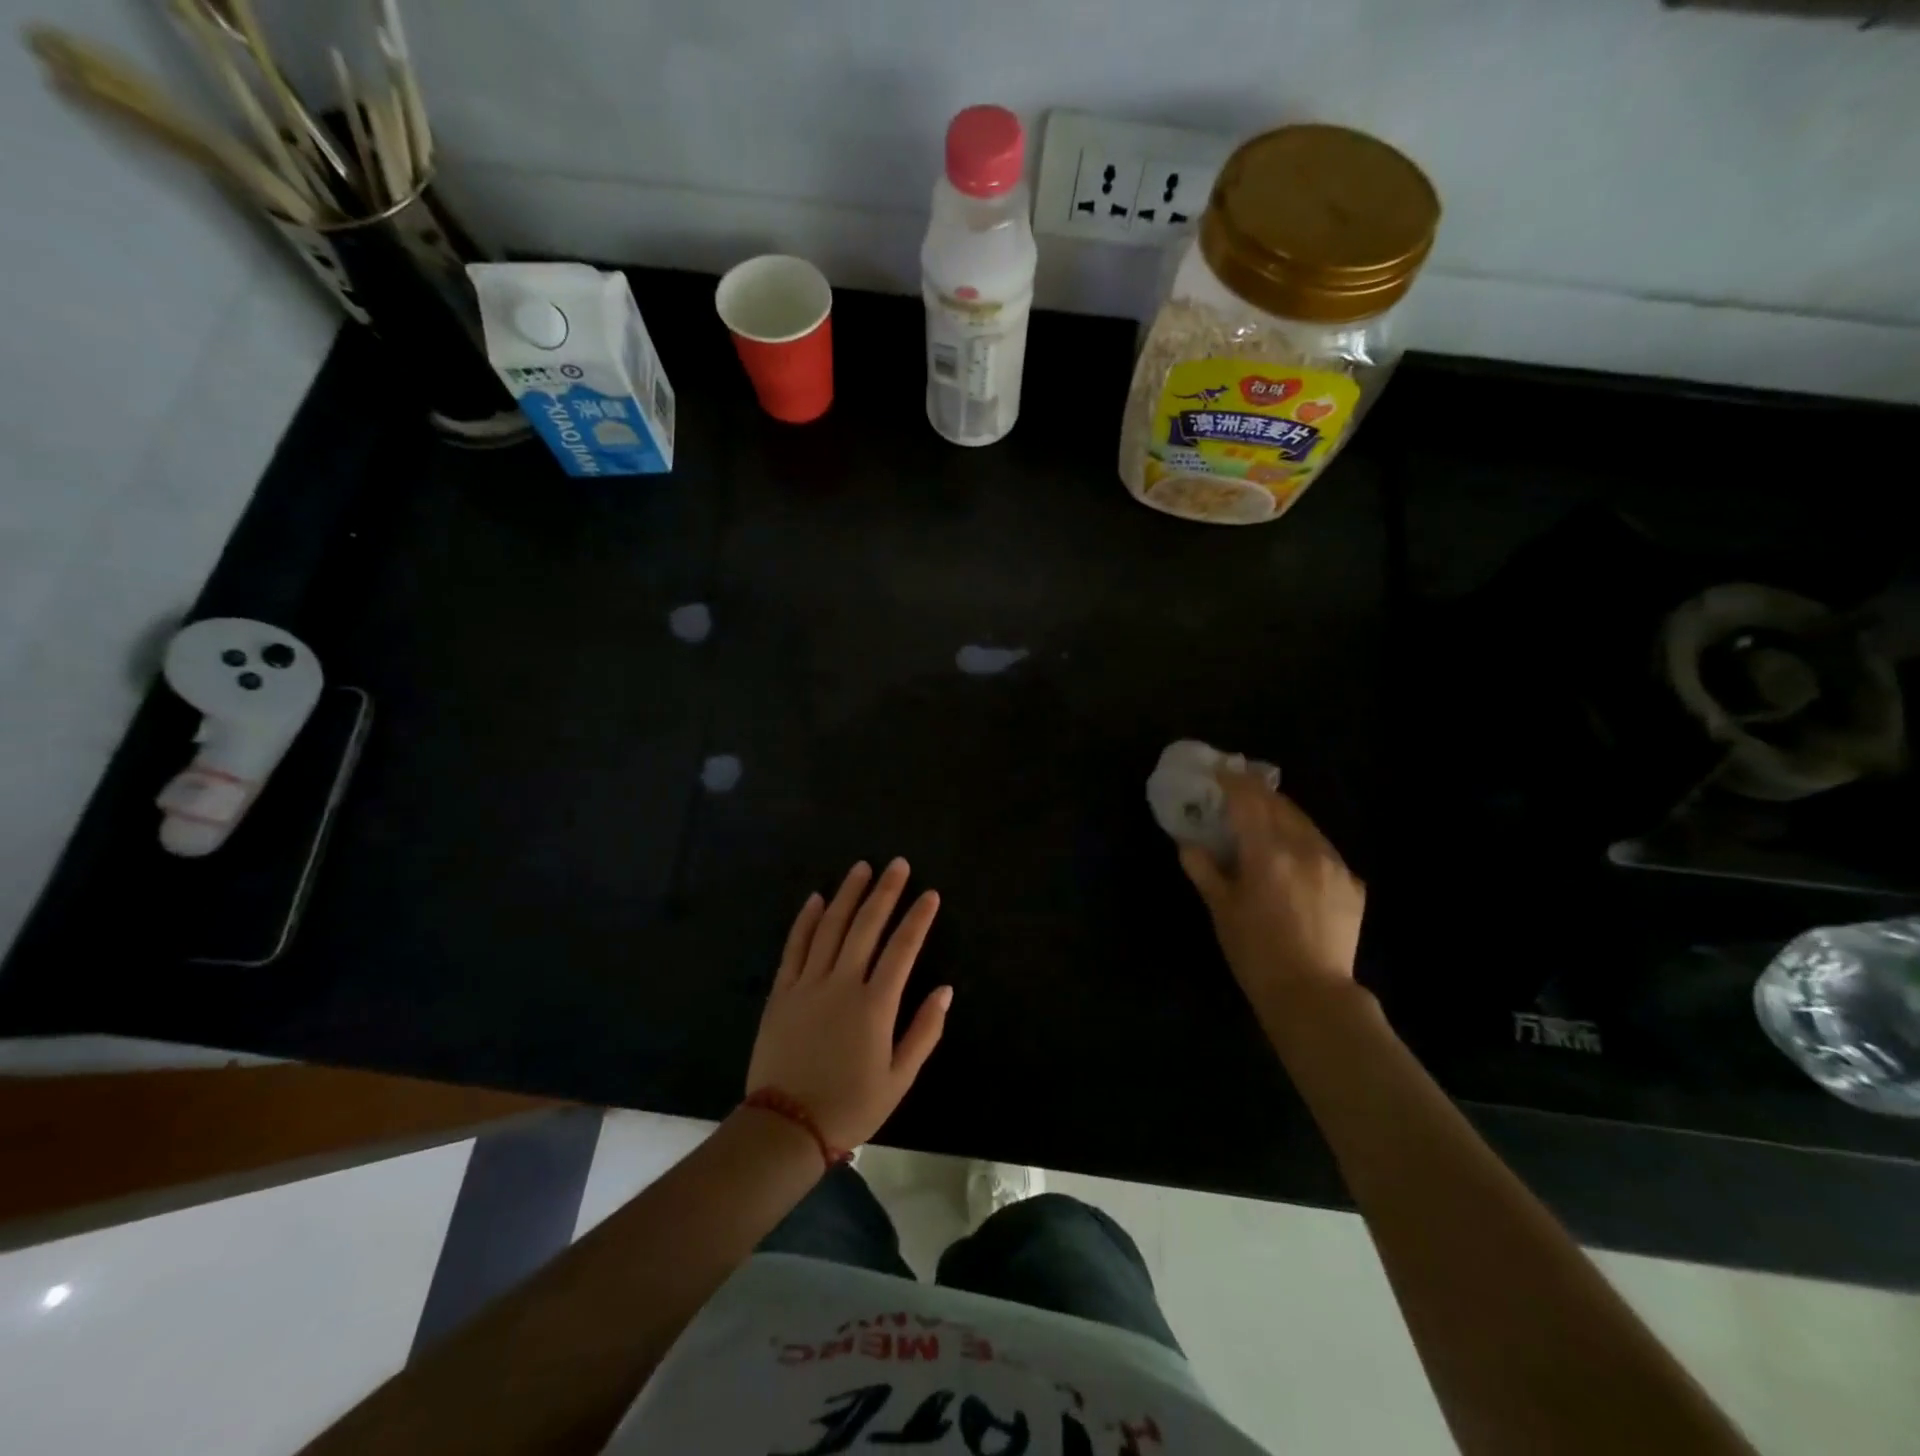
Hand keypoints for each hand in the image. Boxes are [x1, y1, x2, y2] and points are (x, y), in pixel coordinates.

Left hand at [746, 859, 950, 1151]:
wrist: (785, 1127)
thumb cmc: (850, 1106)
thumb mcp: (899, 1079)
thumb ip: (924, 1032)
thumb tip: (945, 990)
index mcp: (875, 1005)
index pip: (902, 949)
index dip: (918, 919)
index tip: (930, 894)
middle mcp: (842, 984)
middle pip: (866, 926)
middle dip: (885, 891)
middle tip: (897, 864)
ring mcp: (808, 984)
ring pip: (830, 927)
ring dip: (847, 894)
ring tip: (861, 868)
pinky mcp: (782, 991)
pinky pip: (795, 946)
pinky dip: (806, 919)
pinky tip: (816, 898)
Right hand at [1178, 772, 1366, 1014]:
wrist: (1311, 994)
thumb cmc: (1254, 952)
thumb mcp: (1221, 909)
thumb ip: (1204, 869)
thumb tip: (1188, 844)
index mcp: (1267, 852)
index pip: (1248, 800)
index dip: (1232, 780)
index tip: (1219, 770)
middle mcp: (1304, 848)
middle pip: (1279, 805)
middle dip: (1257, 793)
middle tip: (1238, 791)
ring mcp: (1334, 864)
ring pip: (1305, 824)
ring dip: (1282, 815)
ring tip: (1266, 819)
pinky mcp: (1353, 883)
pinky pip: (1323, 850)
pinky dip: (1303, 843)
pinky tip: (1294, 860)